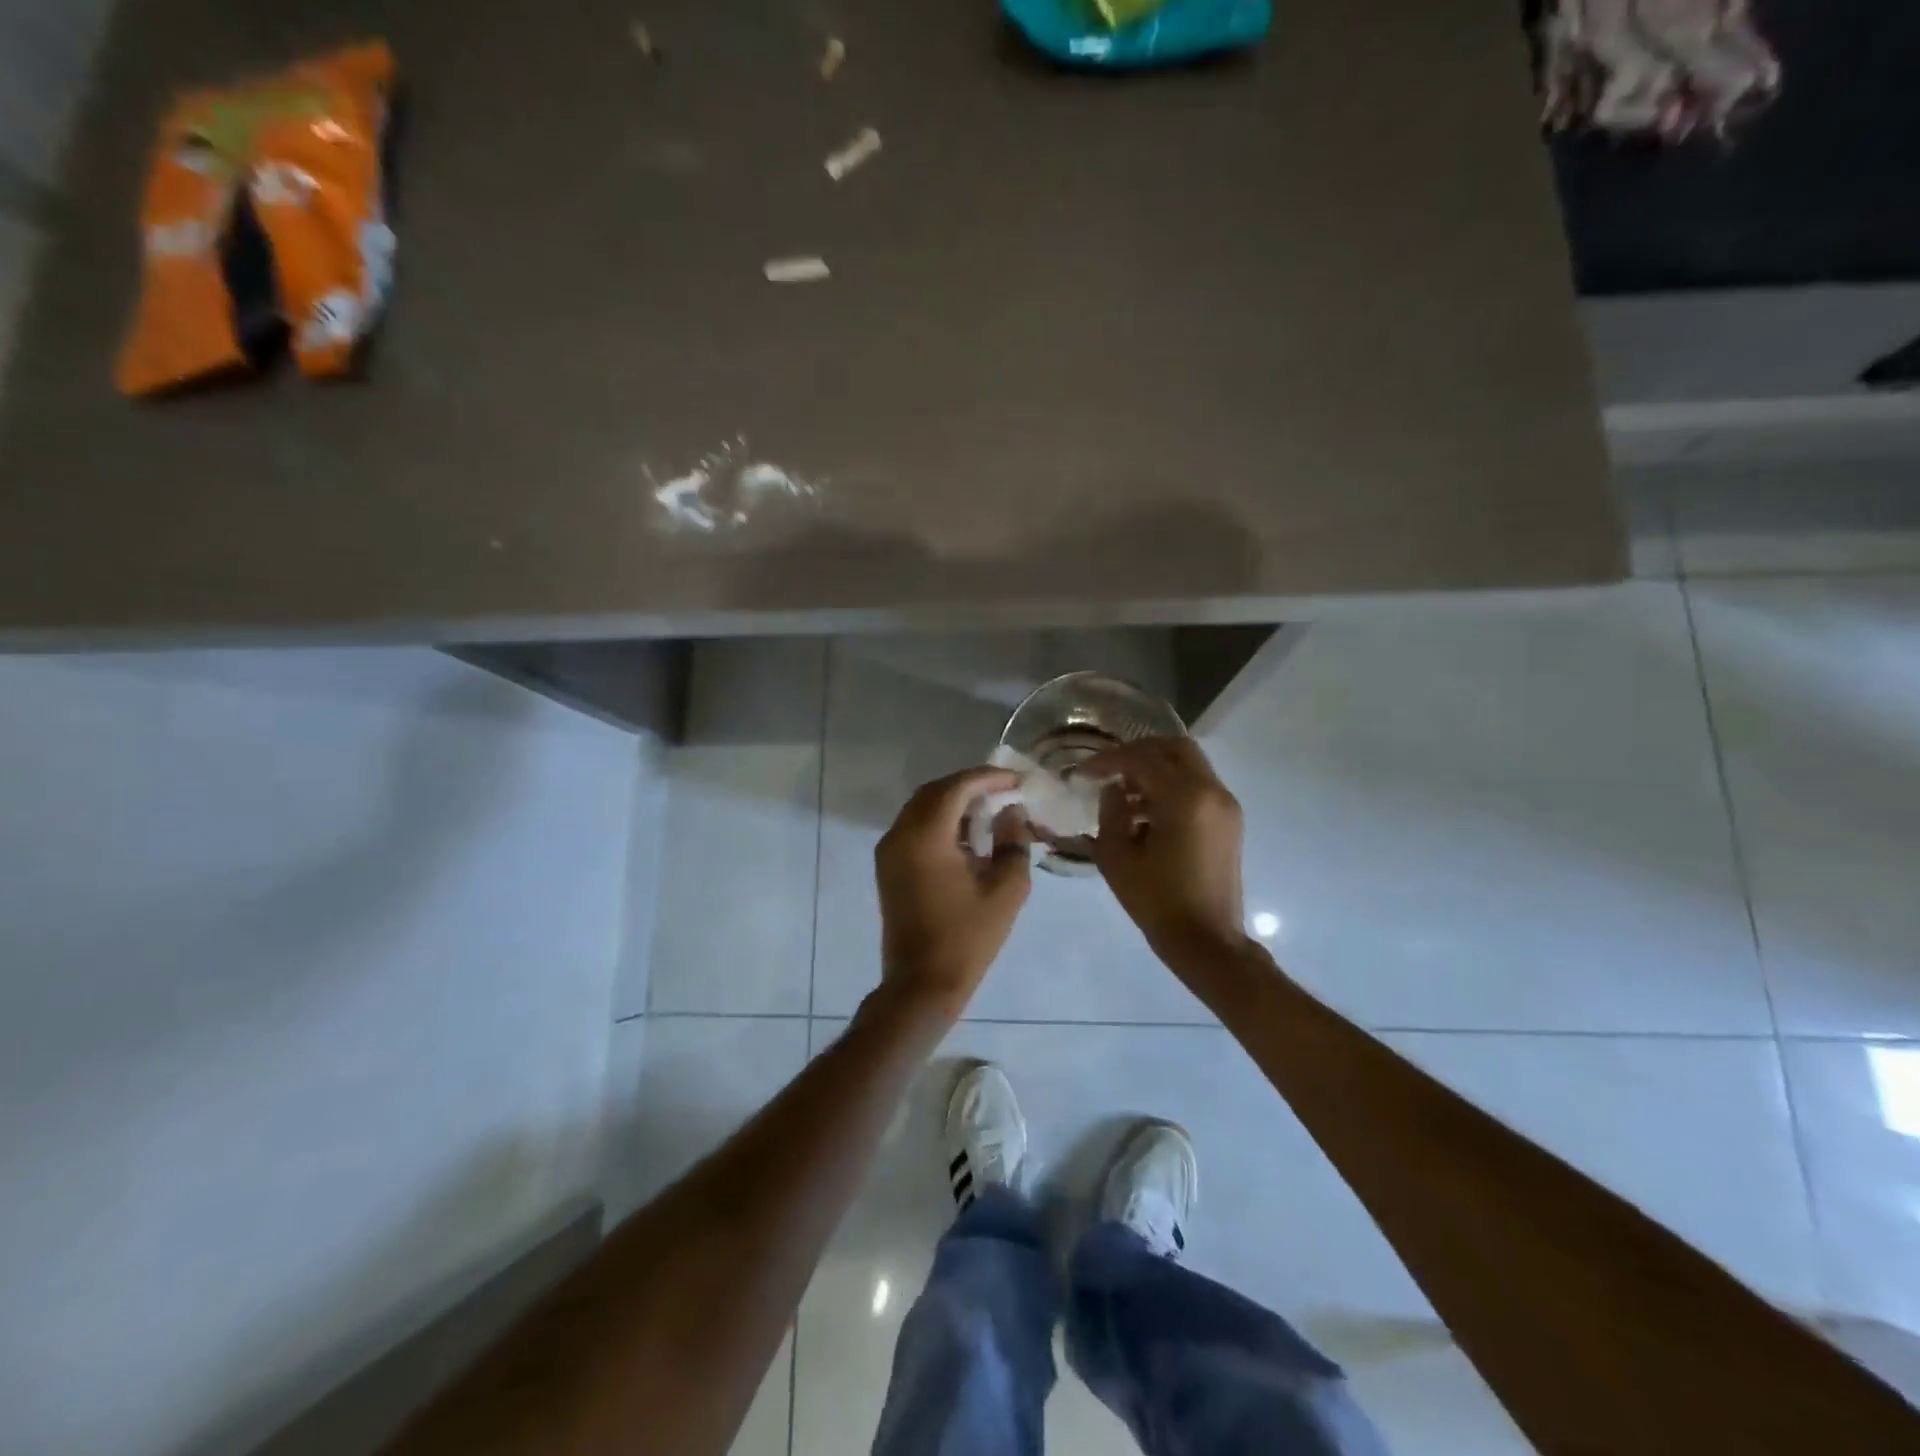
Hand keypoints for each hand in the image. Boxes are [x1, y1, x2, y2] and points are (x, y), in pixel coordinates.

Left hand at [875, 767, 1032, 1016]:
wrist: (922, 983)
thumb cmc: (968, 938)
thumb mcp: (1006, 889)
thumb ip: (1013, 841)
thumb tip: (1012, 811)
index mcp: (926, 836)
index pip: (957, 787)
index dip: (988, 778)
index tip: (1018, 780)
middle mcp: (900, 834)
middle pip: (935, 791)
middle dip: (970, 785)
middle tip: (1005, 790)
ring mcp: (889, 850)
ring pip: (922, 806)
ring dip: (954, 801)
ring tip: (990, 808)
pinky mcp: (888, 865)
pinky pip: (914, 826)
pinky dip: (940, 819)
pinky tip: (967, 834)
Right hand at [1084, 737, 1247, 971]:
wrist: (1206, 941)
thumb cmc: (1157, 901)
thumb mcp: (1117, 856)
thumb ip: (1110, 812)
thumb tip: (1113, 789)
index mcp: (1186, 798)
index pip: (1143, 759)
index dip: (1108, 761)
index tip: (1083, 772)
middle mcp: (1212, 792)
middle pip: (1175, 749)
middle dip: (1139, 753)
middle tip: (1110, 769)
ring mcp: (1226, 806)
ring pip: (1189, 766)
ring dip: (1156, 770)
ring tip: (1123, 795)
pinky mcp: (1229, 822)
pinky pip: (1198, 788)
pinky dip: (1172, 787)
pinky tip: (1145, 814)